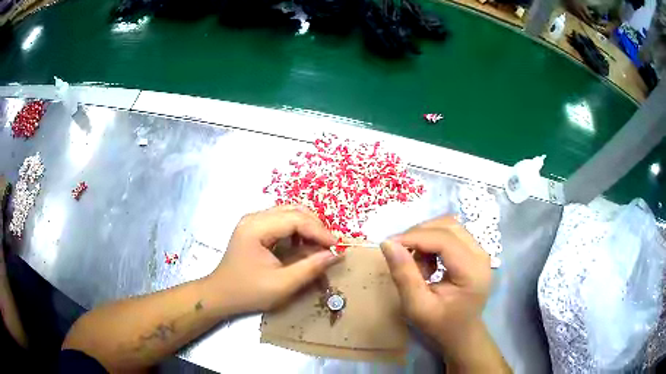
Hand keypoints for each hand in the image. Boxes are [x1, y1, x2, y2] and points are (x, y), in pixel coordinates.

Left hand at [210, 205, 339, 312]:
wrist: (220, 295)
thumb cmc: (248, 292)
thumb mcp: (281, 285)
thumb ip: (310, 268)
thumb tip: (335, 255)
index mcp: (256, 228)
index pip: (295, 219)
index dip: (319, 231)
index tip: (336, 246)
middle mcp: (254, 217)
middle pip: (293, 210)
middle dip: (315, 226)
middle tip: (329, 246)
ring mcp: (253, 221)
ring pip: (289, 213)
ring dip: (307, 227)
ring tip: (319, 246)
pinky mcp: (255, 228)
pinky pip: (282, 221)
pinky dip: (297, 231)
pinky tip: (303, 245)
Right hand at [380, 216, 491, 361]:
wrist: (462, 333)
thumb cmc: (441, 325)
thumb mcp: (417, 307)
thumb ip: (404, 275)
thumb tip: (388, 243)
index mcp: (472, 270)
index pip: (444, 239)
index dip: (414, 237)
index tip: (389, 244)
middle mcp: (480, 254)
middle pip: (448, 225)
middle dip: (419, 235)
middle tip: (401, 254)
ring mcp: (479, 250)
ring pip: (449, 226)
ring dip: (426, 237)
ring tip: (417, 263)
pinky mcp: (474, 251)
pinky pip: (450, 233)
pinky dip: (432, 242)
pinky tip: (427, 263)